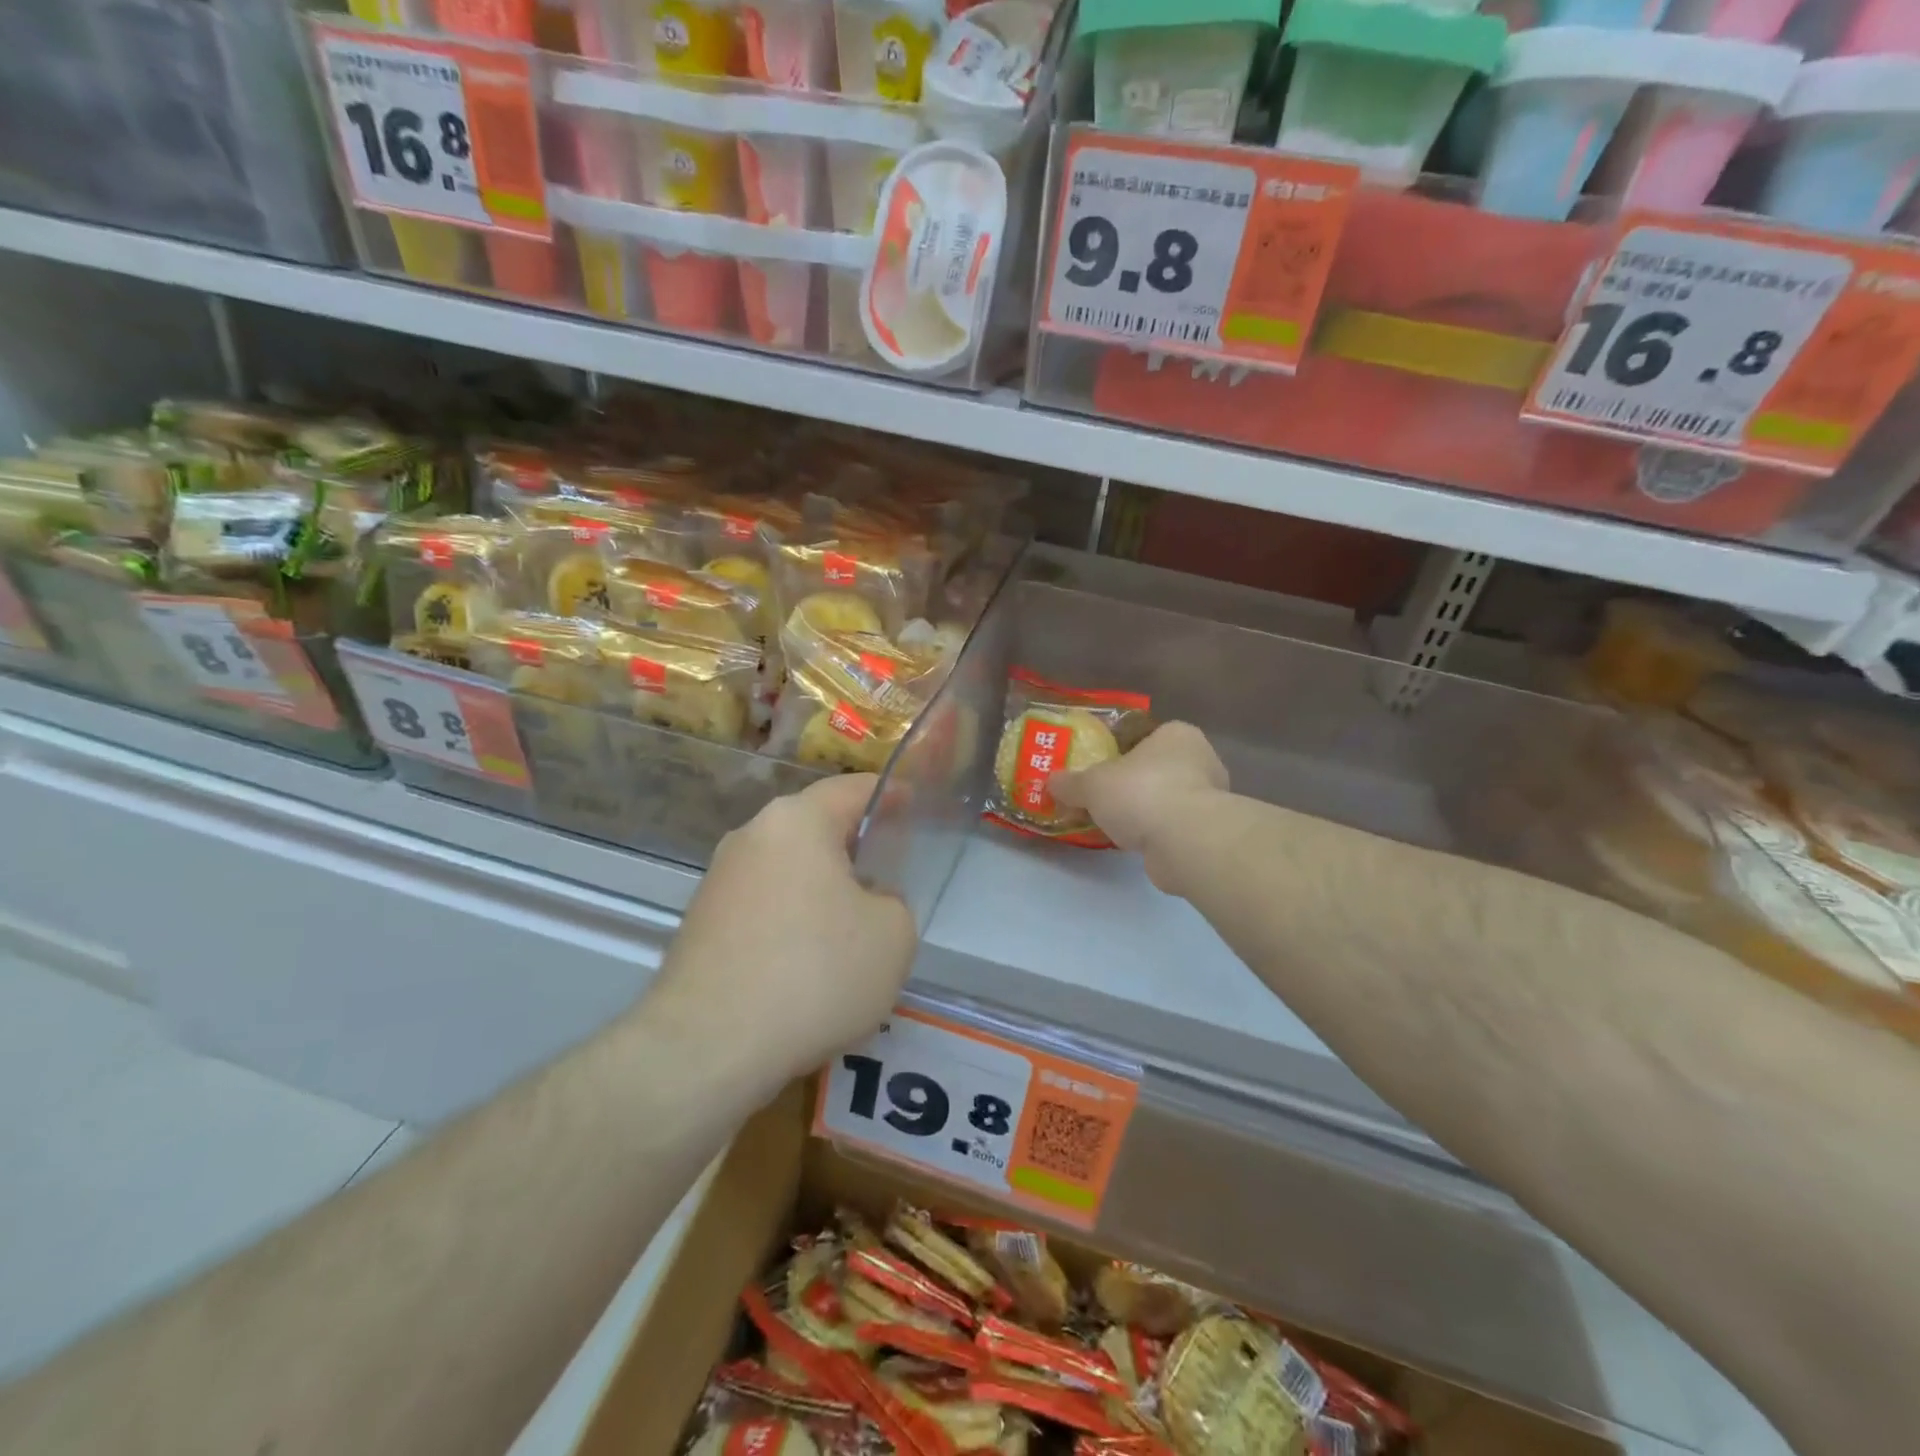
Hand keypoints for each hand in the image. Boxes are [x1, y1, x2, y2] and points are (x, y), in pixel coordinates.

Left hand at [649, 775, 917, 1091]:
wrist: (707, 1047)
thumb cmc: (814, 974)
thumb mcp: (893, 935)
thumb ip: (893, 901)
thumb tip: (866, 901)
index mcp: (797, 821)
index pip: (853, 789)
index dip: (891, 795)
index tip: (914, 804)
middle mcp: (751, 836)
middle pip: (816, 828)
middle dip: (854, 847)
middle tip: (890, 872)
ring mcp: (719, 880)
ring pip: (788, 869)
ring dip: (822, 888)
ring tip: (852, 928)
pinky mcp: (700, 923)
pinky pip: (764, 905)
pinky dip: (792, 920)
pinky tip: (808, 964)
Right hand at [1050, 722, 1227, 884]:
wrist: (1185, 841)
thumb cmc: (1141, 793)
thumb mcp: (1092, 784)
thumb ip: (1071, 782)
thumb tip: (1052, 782)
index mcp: (1177, 734)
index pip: (1146, 737)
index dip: (1120, 752)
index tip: (1100, 771)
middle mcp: (1200, 759)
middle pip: (1156, 769)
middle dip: (1131, 784)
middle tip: (1102, 799)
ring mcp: (1210, 798)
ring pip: (1166, 799)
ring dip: (1144, 811)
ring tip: (1113, 825)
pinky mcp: (1209, 832)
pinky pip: (1173, 826)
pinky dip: (1155, 833)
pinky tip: (1133, 843)